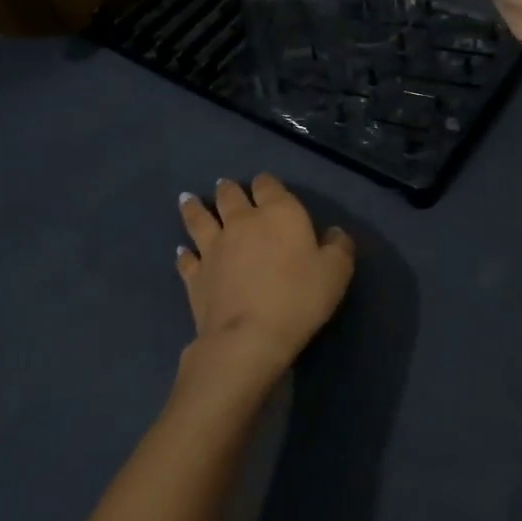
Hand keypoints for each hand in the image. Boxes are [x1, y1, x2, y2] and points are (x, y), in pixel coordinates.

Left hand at [174, 175, 354, 400]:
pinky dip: (184, 253)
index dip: (266, 183)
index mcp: (278, 213)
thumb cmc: (298, 298)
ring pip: (199, 219)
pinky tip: (182, 251)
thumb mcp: (336, 272)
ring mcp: (213, 247)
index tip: (264, 184)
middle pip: (230, 196)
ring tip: (188, 199)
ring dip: (194, 208)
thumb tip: (334, 233)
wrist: (248, 337)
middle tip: (225, 185)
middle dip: (229, 189)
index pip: (268, 185)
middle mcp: (242, 221)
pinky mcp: (195, 275)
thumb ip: (339, 247)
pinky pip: (186, 259)